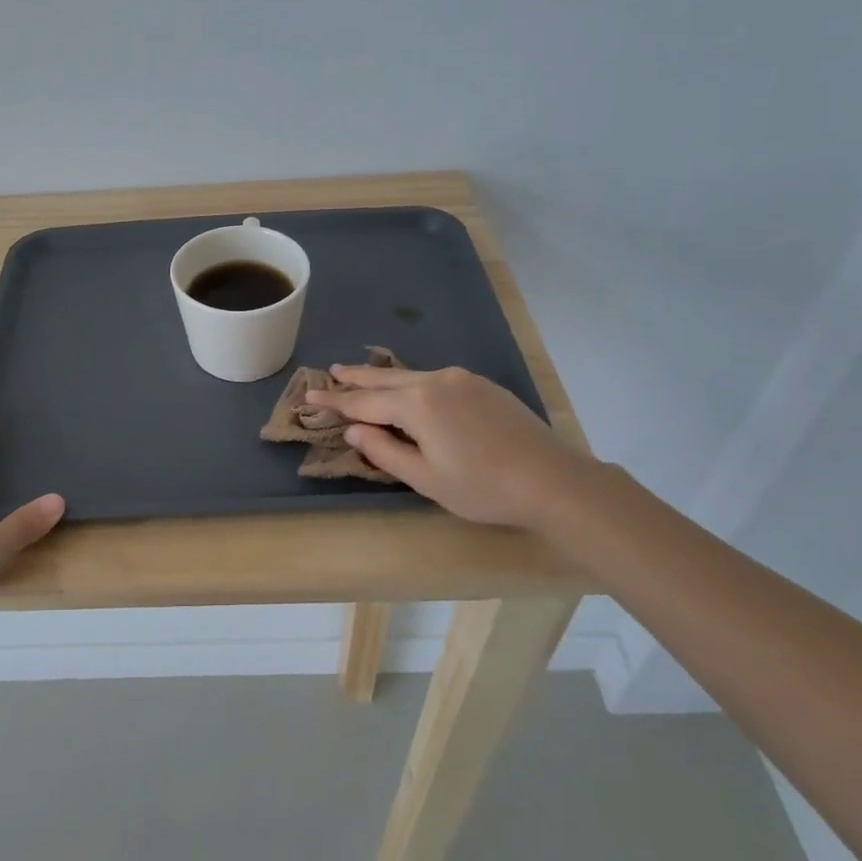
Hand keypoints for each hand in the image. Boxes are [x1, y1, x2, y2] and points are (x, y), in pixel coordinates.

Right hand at [303, 364, 596, 528]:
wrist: (552, 480)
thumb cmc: (482, 487)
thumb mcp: (425, 478)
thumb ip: (384, 450)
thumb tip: (354, 430)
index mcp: (417, 404)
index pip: (364, 402)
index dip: (335, 402)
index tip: (309, 397)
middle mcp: (435, 381)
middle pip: (385, 378)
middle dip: (355, 378)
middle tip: (329, 373)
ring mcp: (461, 379)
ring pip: (410, 375)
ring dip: (382, 377)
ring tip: (359, 374)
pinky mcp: (481, 385)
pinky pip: (433, 378)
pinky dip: (409, 381)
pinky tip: (407, 386)